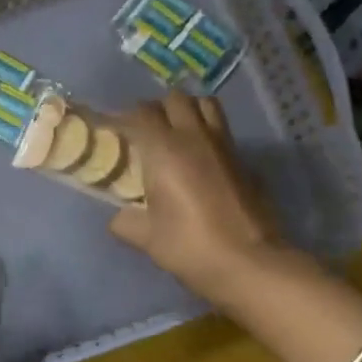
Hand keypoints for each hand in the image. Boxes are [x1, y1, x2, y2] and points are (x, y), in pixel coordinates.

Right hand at [109, 91, 285, 300]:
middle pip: (174, 99)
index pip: (140, 114)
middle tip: (145, 132)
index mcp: (164, 149)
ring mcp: (224, 145)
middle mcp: (194, 137)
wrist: (249, 262)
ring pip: (205, 105)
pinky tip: (202, 159)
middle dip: (157, 109)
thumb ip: (126, 221)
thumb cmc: (190, 246)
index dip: (122, 118)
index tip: (112, 131)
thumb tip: (119, 216)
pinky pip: (223, 131)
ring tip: (176, 133)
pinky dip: (208, 134)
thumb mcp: (147, 238)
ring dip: (188, 111)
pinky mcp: (244, 160)